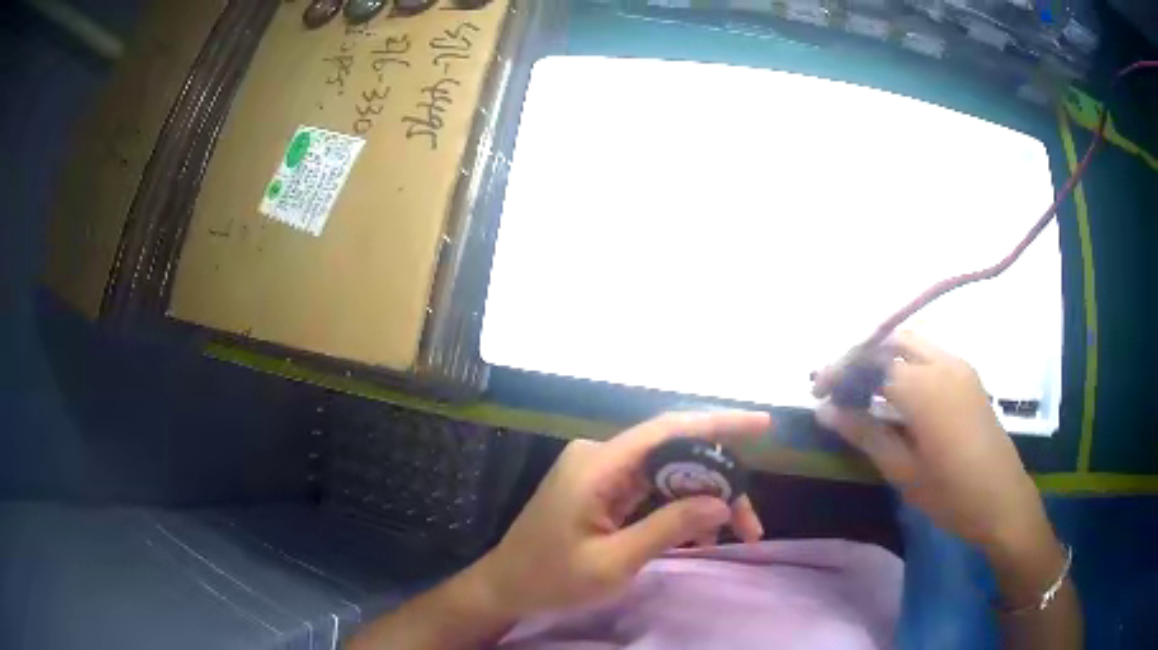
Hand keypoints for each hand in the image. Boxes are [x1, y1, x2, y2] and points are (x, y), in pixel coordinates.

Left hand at [472, 411, 770, 618]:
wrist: (505, 587)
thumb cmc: (551, 578)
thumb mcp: (613, 562)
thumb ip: (668, 528)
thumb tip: (721, 503)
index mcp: (598, 465)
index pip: (668, 430)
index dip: (719, 423)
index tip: (762, 425)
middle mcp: (601, 456)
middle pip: (674, 455)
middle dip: (718, 483)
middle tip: (750, 522)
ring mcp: (601, 472)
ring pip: (668, 473)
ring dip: (703, 499)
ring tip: (736, 532)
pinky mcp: (602, 489)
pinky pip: (651, 489)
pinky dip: (678, 508)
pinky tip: (699, 535)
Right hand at [813, 332, 1049, 554]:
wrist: (1003, 500)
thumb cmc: (951, 494)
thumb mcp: (903, 470)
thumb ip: (866, 433)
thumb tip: (826, 410)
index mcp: (925, 387)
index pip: (871, 363)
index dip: (841, 372)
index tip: (817, 388)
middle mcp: (943, 363)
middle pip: (893, 340)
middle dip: (862, 355)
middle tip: (839, 384)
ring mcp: (960, 366)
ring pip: (914, 343)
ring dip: (885, 356)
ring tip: (863, 385)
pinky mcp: (969, 376)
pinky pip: (931, 355)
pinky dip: (907, 362)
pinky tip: (897, 390)